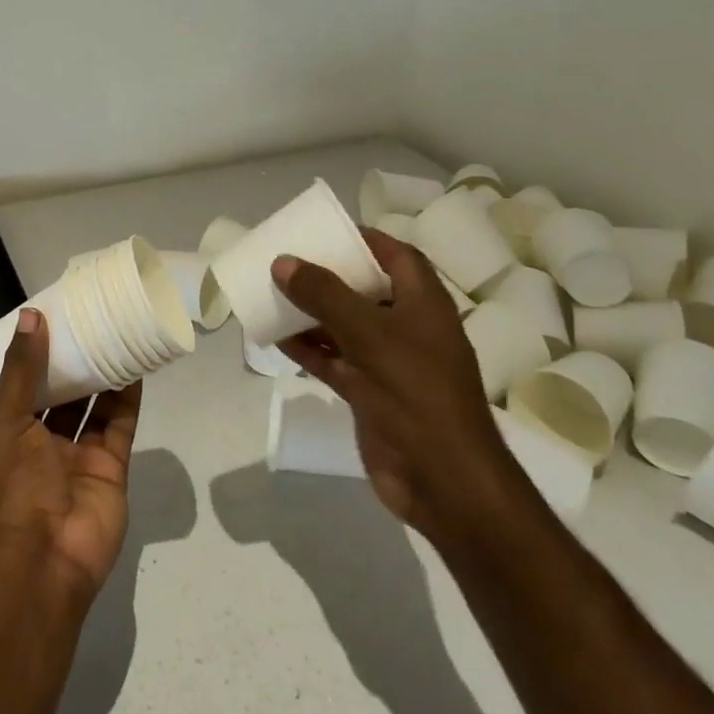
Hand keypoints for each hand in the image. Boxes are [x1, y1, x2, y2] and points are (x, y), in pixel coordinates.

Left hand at [0, 309, 140, 602]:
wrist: (44, 562)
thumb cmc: (14, 487)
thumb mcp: (6, 422)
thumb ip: (21, 370)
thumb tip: (31, 316)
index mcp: (10, 430)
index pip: (24, 381)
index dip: (37, 351)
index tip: (54, 314)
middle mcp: (43, 440)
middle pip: (62, 390)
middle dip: (74, 359)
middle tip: (91, 317)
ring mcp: (78, 454)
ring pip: (93, 404)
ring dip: (103, 372)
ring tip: (117, 332)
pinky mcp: (111, 466)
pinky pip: (120, 423)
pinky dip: (127, 396)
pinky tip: (136, 365)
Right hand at [273, 230, 513, 543]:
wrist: (443, 481)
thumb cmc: (416, 392)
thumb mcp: (369, 334)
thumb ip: (324, 294)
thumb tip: (283, 262)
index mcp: (422, 303)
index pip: (395, 255)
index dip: (362, 239)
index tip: (322, 231)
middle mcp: (407, 326)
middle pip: (363, 288)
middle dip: (326, 275)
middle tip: (286, 261)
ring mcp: (388, 362)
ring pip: (343, 325)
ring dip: (310, 312)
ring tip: (270, 294)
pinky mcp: (370, 393)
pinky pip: (334, 359)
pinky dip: (308, 348)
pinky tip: (274, 338)